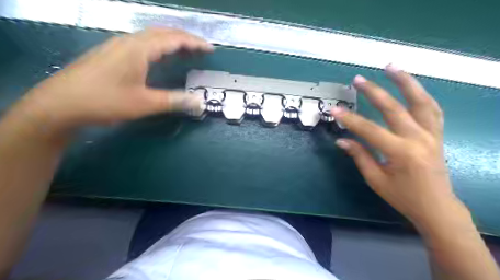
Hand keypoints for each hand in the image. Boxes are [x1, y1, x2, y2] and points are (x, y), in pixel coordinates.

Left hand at [18, 28, 210, 134]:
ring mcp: (117, 46)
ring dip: (171, 41)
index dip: (194, 43)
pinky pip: (142, 43)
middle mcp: (129, 42)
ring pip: (151, 37)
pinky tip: (160, 57)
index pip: (173, 39)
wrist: (61, 104)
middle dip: (185, 39)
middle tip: (201, 49)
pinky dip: (159, 46)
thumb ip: (175, 101)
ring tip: (186, 51)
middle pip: (163, 33)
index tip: (210, 49)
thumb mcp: (145, 103)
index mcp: (139, 49)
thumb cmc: (106, 101)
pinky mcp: (111, 53)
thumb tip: (200, 102)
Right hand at [331, 65, 464, 227]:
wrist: (437, 207)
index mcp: (401, 153)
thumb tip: (341, 139)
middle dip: (373, 92)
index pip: (369, 130)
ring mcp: (432, 134)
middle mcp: (419, 139)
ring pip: (421, 101)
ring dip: (405, 82)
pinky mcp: (438, 134)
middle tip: (358, 79)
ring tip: (391, 67)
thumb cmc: (403, 197)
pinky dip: (421, 94)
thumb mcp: (375, 179)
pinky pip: (432, 109)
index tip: (334, 109)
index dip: (349, 119)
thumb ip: (359, 156)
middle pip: (394, 108)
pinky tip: (412, 86)